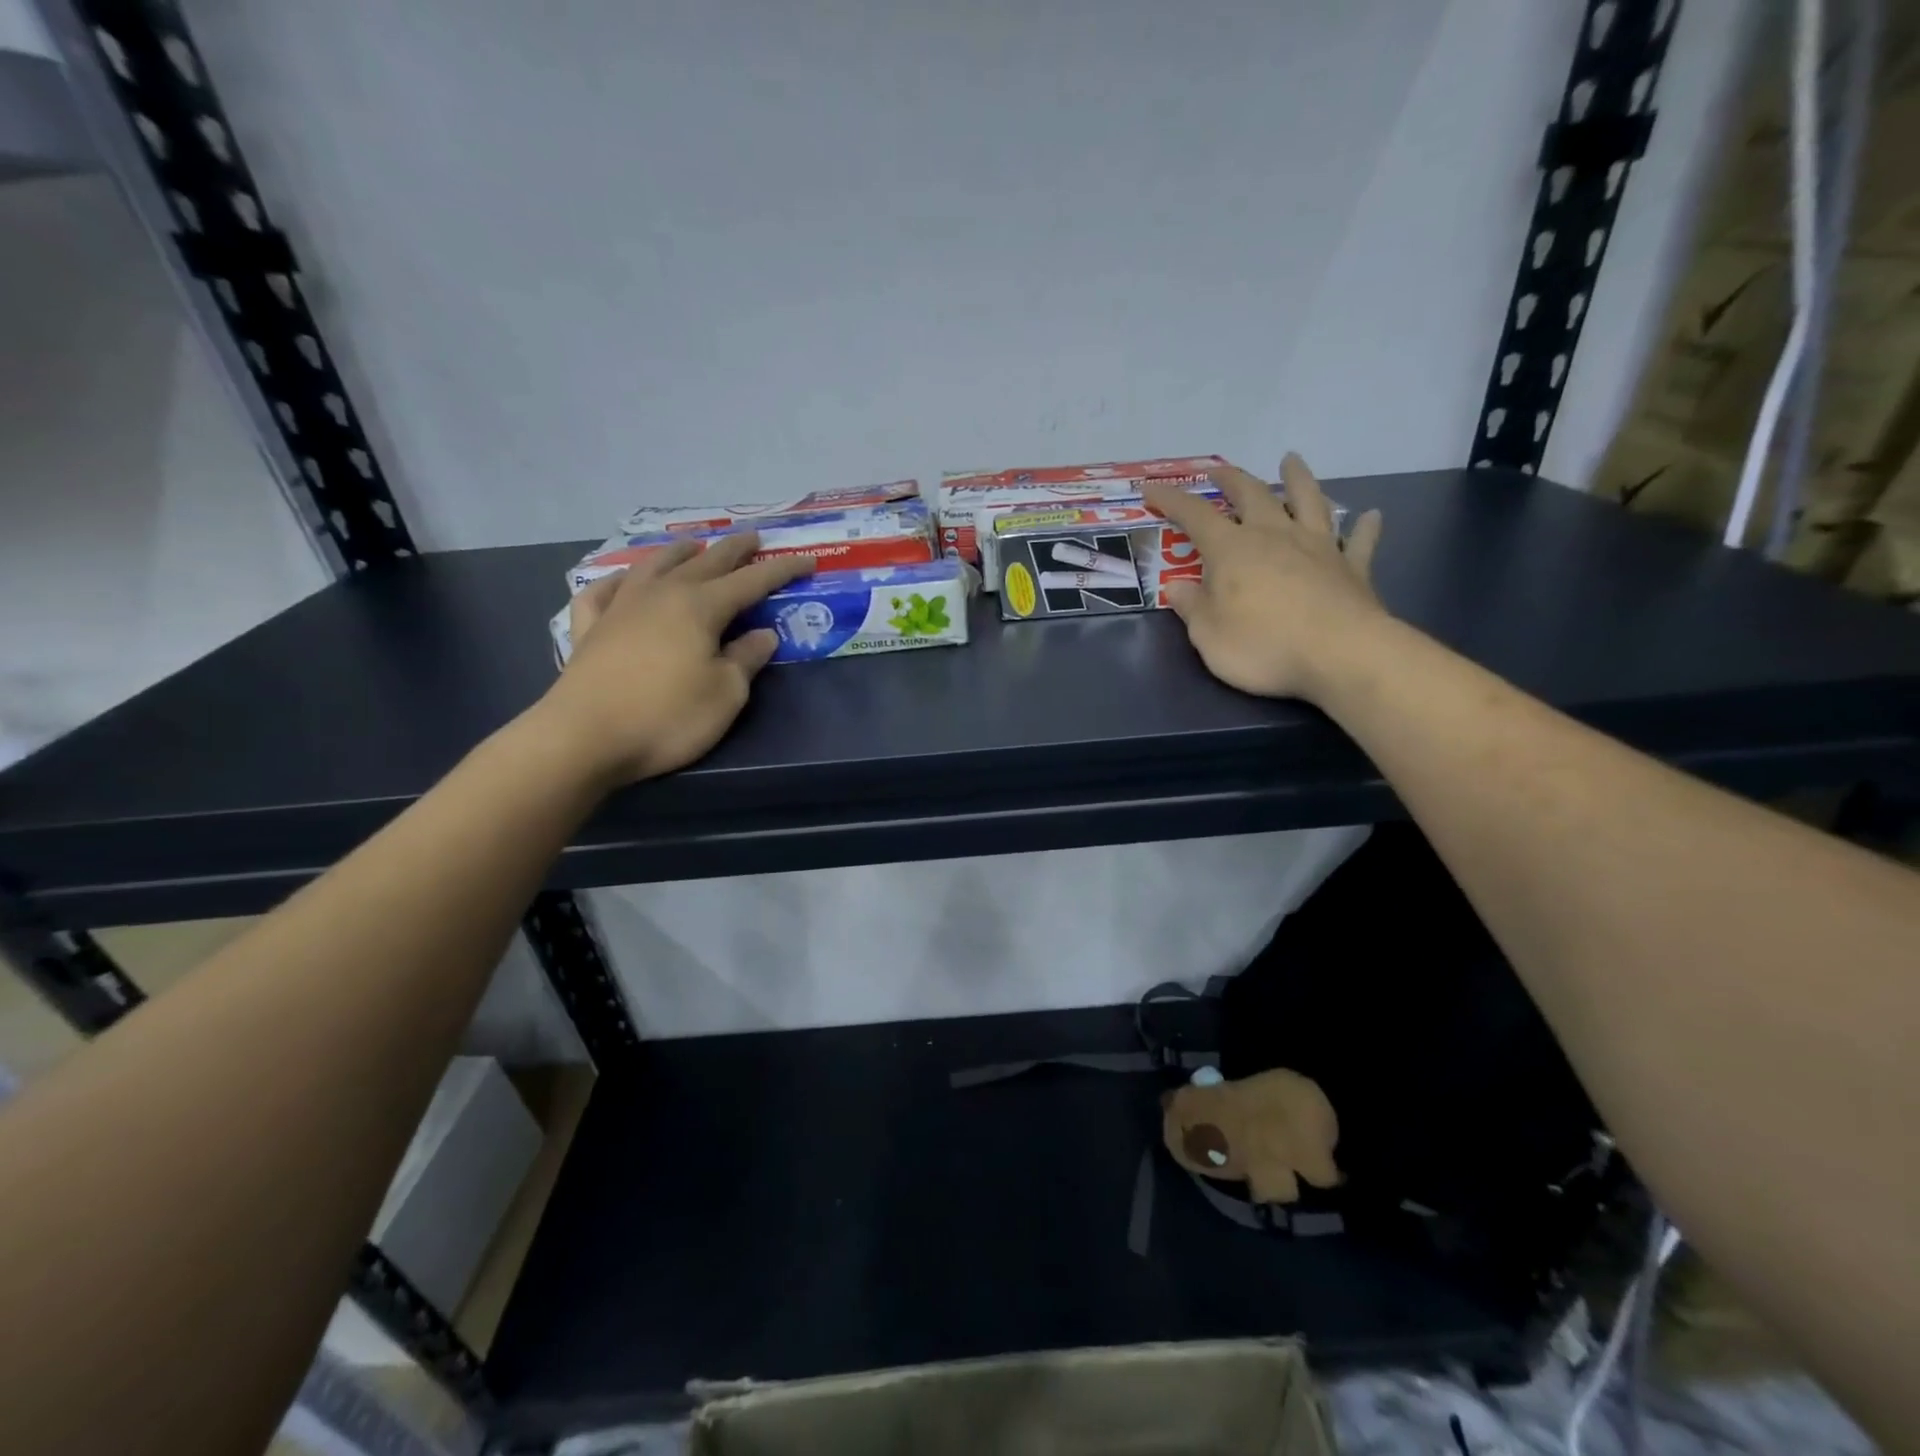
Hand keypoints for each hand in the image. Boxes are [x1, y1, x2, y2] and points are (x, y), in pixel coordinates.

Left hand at [537, 534, 812, 783]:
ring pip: (653, 566)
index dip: (782, 570)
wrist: (584, 737)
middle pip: (704, 562)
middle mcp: (661, 595)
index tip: (807, 559)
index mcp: (700, 607)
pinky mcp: (589, 629)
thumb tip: (763, 635)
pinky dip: (617, 581)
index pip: (752, 581)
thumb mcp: (726, 694)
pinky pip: (602, 591)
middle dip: (734, 550)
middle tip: (753, 538)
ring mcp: (620, 607)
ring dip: (678, 552)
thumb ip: (746, 659)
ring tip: (693, 545)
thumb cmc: (667, 716)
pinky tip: (621, 582)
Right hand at [1142, 455, 1384, 702]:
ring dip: (1298, 479)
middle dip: (1231, 480)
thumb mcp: (1207, 635)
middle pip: (1252, 495)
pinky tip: (1370, 515)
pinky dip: (1363, 526)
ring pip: (1308, 501)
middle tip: (1218, 470)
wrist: (1340, 655)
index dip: (1171, 500)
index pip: (1195, 515)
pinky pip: (1358, 541)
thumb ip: (1192, 607)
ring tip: (1291, 460)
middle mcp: (1274, 536)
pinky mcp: (1352, 568)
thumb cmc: (1263, 646)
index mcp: (1232, 550)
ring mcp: (1318, 548)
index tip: (1152, 488)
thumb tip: (1178, 587)